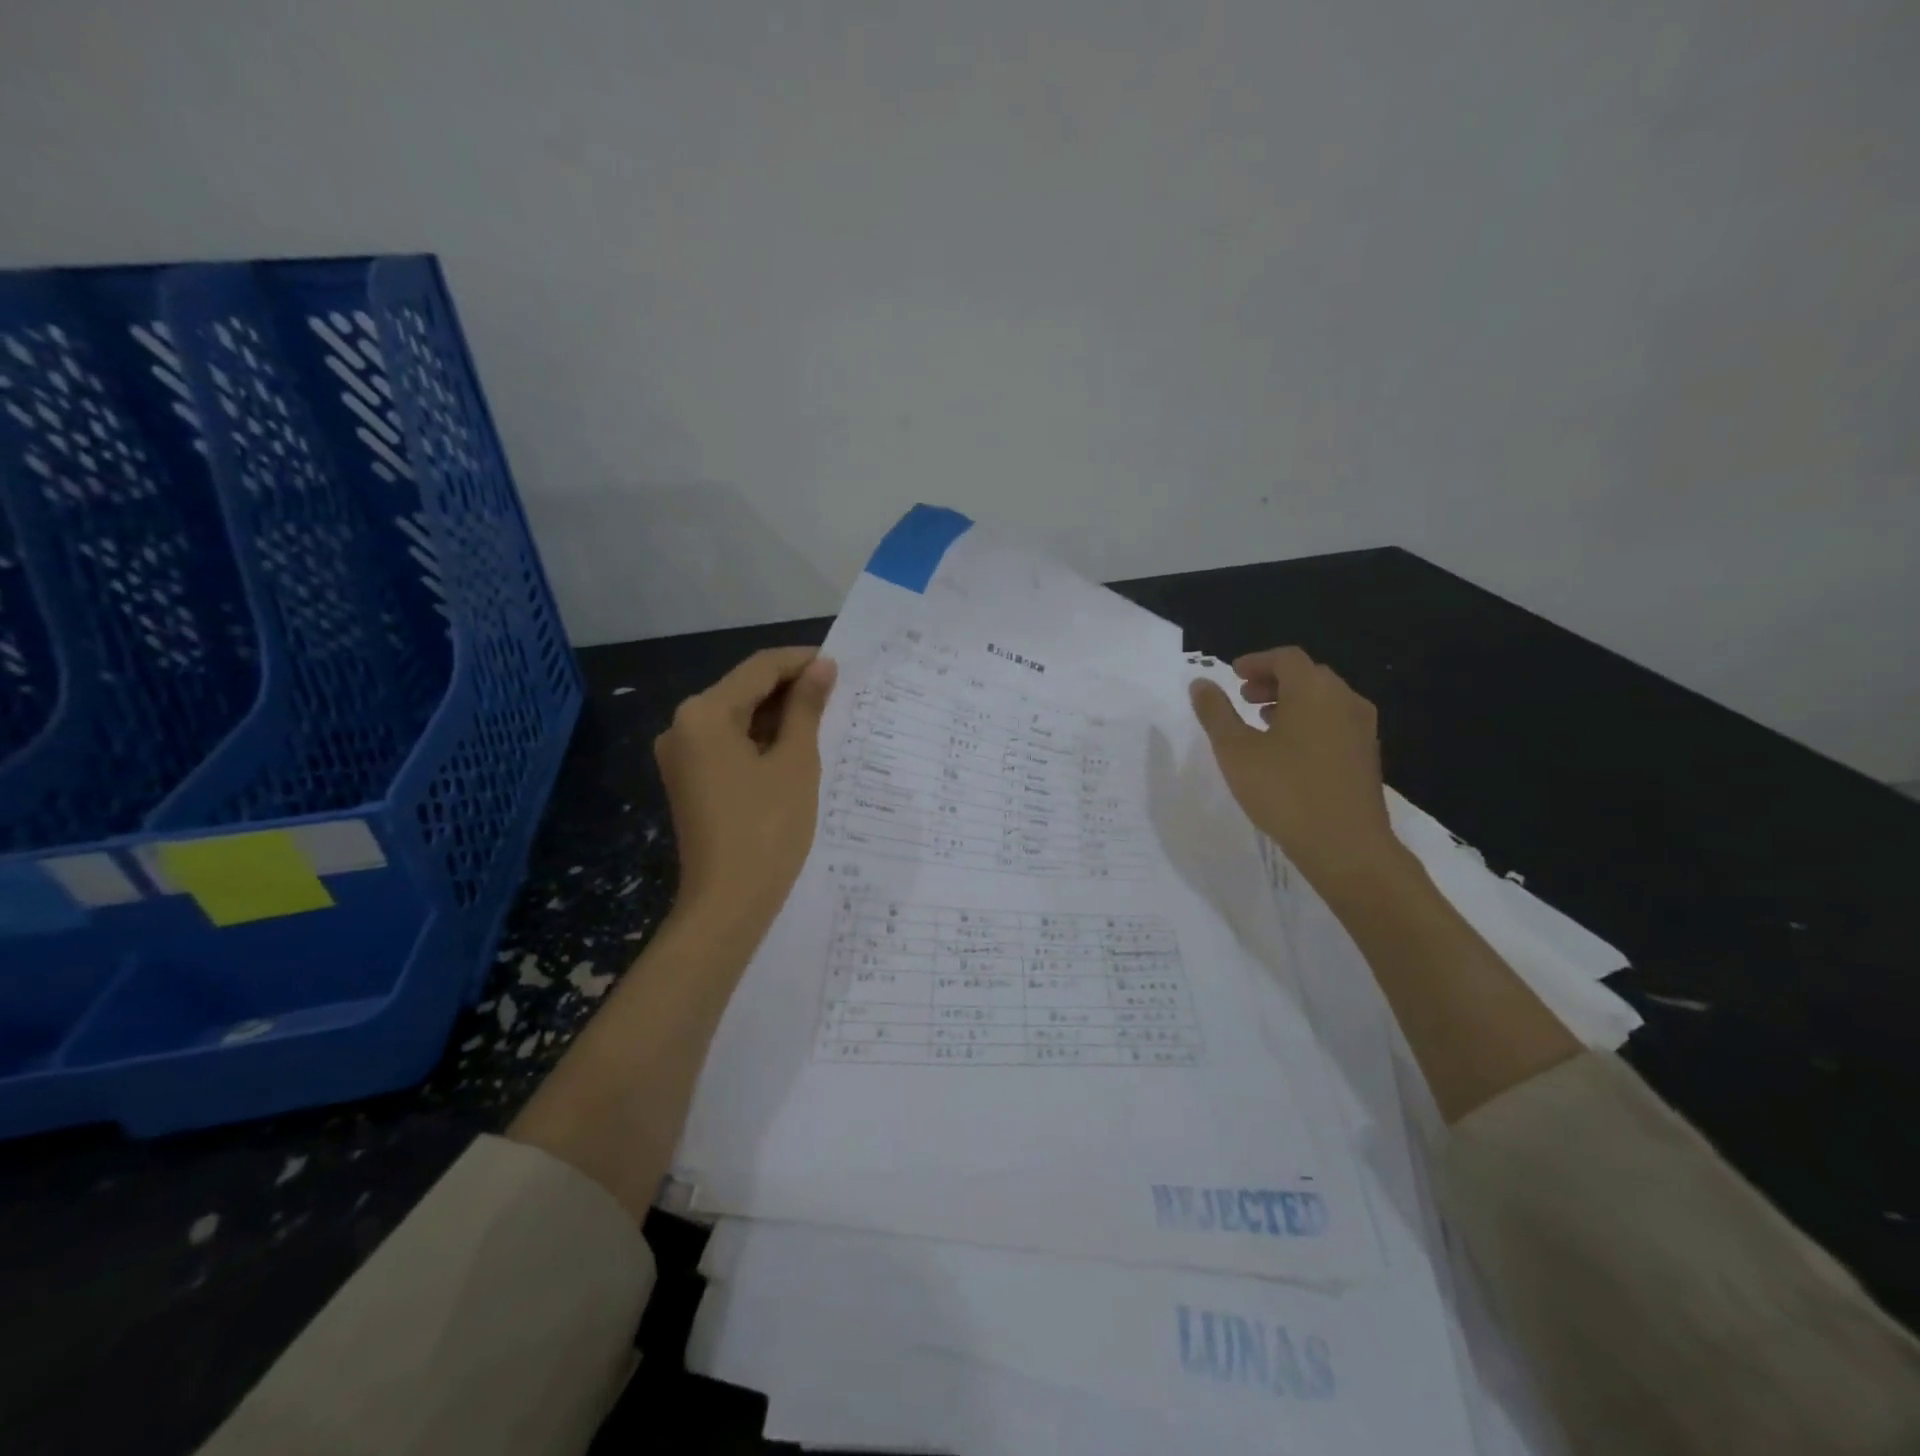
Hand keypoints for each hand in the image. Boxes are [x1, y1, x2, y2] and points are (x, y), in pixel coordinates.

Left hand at [655, 646, 836, 928]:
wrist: (729, 904)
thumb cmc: (768, 828)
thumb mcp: (796, 762)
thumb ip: (807, 708)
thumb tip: (822, 667)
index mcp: (703, 713)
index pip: (759, 668)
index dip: (801, 661)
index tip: (841, 665)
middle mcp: (682, 726)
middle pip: (743, 690)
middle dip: (790, 689)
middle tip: (838, 695)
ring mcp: (682, 755)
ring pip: (737, 717)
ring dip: (778, 715)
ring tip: (825, 720)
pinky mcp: (690, 780)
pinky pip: (728, 744)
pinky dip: (761, 740)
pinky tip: (795, 747)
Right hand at [1189, 647, 1402, 896]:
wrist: (1346, 846)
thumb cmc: (1285, 791)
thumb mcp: (1235, 751)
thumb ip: (1216, 713)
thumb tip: (1201, 682)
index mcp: (1313, 690)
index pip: (1286, 658)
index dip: (1256, 662)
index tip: (1233, 675)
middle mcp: (1344, 700)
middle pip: (1308, 675)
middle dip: (1273, 681)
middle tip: (1244, 697)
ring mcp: (1361, 729)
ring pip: (1323, 700)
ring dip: (1291, 702)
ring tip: (1262, 722)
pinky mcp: (1366, 756)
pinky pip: (1334, 723)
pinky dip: (1309, 722)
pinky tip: (1288, 751)